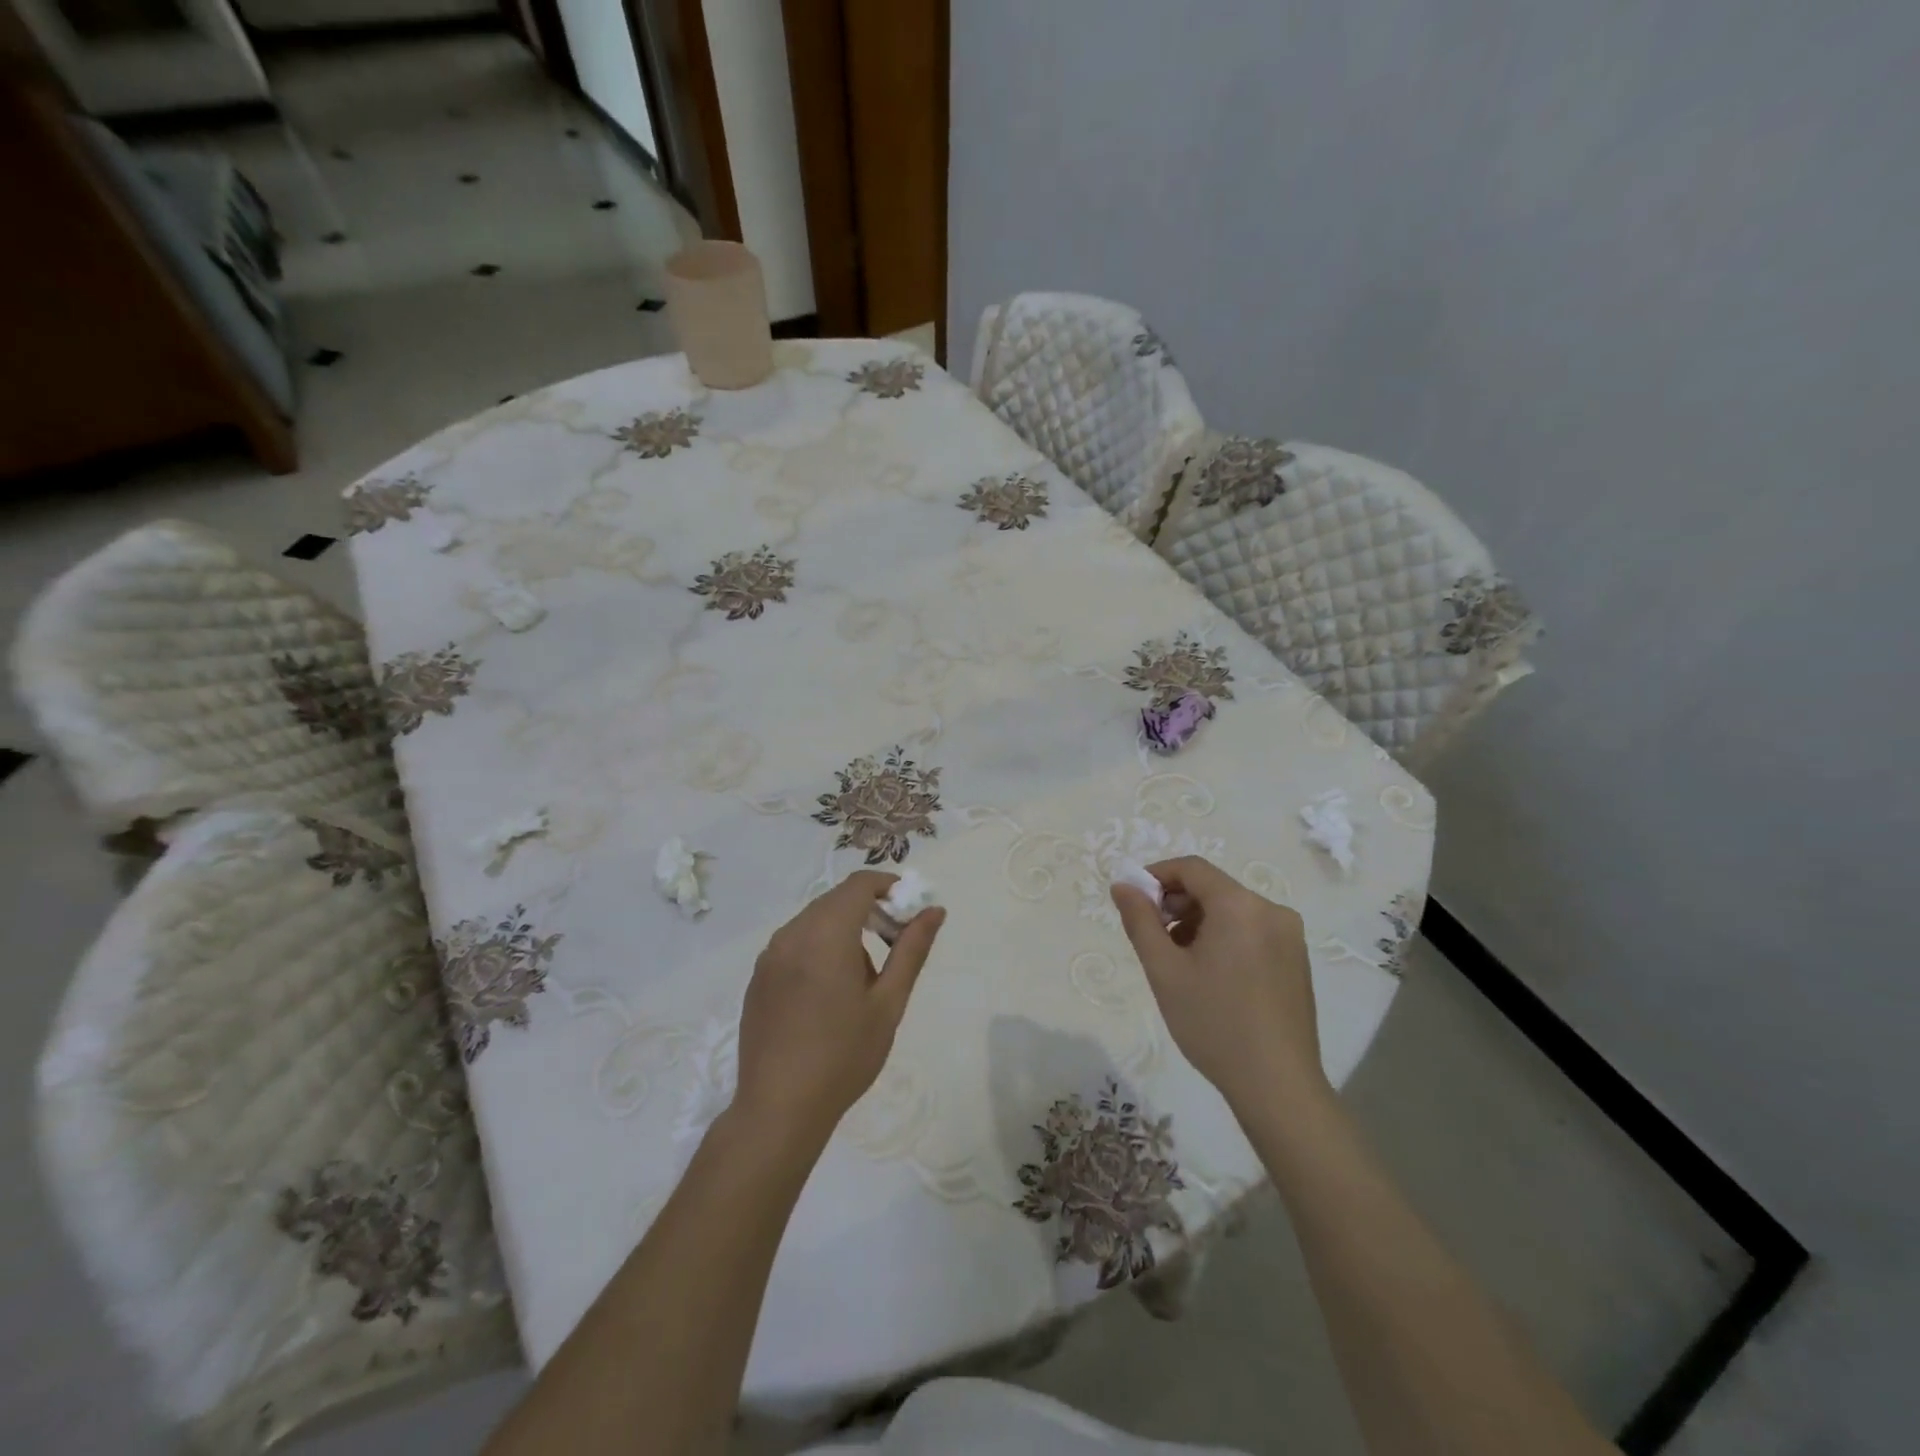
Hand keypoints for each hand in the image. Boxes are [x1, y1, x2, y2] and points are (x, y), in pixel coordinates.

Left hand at [733, 871, 944, 1148]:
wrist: (779, 1109)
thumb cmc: (843, 1056)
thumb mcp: (888, 1003)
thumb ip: (911, 950)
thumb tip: (934, 910)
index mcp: (826, 934)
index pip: (859, 884)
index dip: (888, 887)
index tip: (909, 911)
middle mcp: (792, 934)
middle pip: (836, 900)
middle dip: (869, 910)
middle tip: (894, 944)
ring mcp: (769, 955)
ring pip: (814, 921)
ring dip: (843, 930)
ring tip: (862, 979)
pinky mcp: (758, 977)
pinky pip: (794, 943)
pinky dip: (818, 948)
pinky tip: (828, 994)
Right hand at [1111, 856, 1326, 1115]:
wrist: (1278, 1086)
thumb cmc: (1213, 1023)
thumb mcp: (1164, 970)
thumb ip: (1140, 920)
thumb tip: (1123, 885)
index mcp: (1240, 906)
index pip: (1192, 868)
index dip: (1157, 876)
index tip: (1134, 902)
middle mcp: (1271, 910)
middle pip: (1213, 888)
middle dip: (1176, 904)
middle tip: (1153, 938)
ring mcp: (1290, 936)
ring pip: (1232, 911)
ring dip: (1198, 922)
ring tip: (1179, 963)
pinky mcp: (1297, 960)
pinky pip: (1252, 930)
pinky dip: (1224, 938)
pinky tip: (1211, 976)